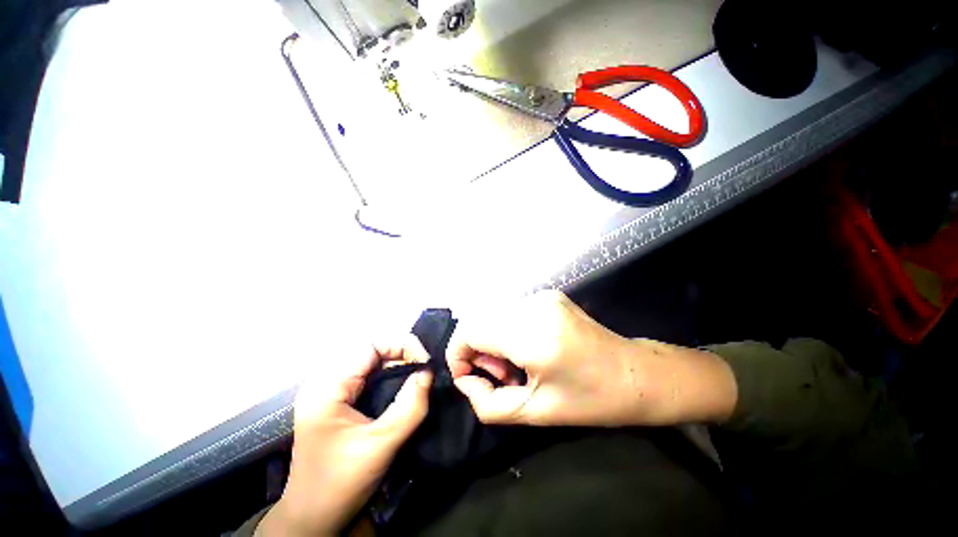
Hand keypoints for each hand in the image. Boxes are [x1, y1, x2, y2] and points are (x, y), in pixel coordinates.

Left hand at [257, 338, 431, 536]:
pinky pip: (369, 375)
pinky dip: (390, 374)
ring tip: (419, 372)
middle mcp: (327, 381)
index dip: (402, 344)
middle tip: (425, 367)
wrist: (311, 519)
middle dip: (402, 352)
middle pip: (371, 349)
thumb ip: (410, 407)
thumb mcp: (381, 444)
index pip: (370, 344)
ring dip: (398, 362)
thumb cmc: (340, 483)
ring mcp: (331, 390)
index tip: (425, 361)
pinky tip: (403, 383)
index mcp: (328, 386)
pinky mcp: (338, 400)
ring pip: (371, 361)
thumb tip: (429, 372)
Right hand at [447, 290, 736, 426]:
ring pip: (493, 314)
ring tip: (514, 365)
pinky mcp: (548, 295)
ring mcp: (542, 296)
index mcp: (533, 336)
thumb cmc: (591, 400)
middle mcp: (534, 307)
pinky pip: (511, 311)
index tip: (469, 377)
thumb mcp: (535, 413)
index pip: (470, 330)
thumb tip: (466, 382)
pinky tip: (527, 348)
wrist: (636, 373)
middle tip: (499, 376)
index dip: (459, 354)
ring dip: (492, 340)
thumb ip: (489, 404)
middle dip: (476, 349)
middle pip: (478, 320)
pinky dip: (507, 330)